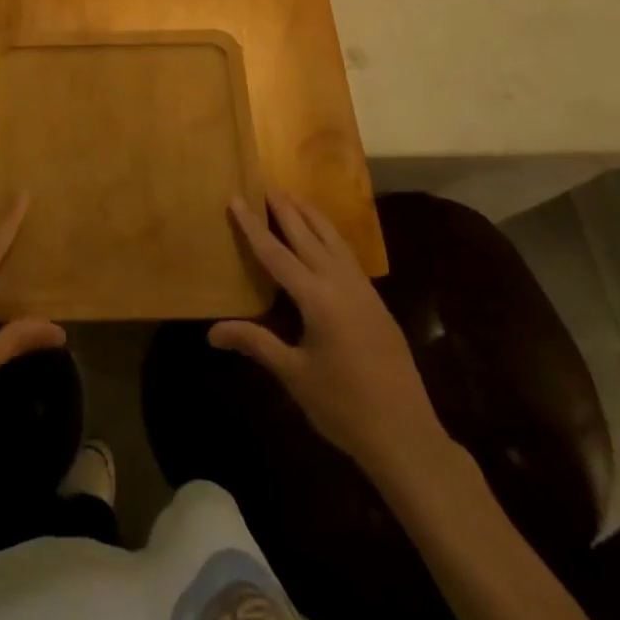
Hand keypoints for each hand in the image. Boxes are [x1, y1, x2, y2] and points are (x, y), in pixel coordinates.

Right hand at [211, 192, 449, 481]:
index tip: (236, 197)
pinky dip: (330, 236)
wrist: (407, 436)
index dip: (253, 226)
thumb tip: (212, 332)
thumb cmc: (344, 407)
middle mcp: (340, 284)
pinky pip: (347, 255)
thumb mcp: (294, 375)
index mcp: (317, 299)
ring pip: (333, 240)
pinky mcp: (376, 302)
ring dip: (311, 216)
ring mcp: (363, 291)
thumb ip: (256, 344)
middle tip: (266, 184)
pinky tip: (324, 238)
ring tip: (293, 198)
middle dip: (285, 209)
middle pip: (307, 235)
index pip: (276, 253)